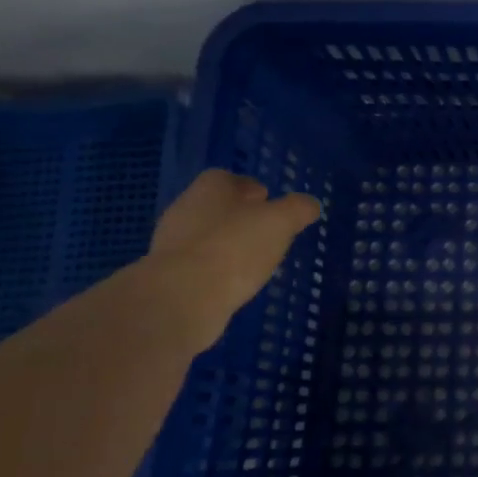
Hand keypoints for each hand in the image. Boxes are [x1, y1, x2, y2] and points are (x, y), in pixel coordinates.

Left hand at [145, 169, 323, 348]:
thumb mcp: (281, 222)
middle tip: (267, 232)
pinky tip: (234, 283)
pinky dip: (217, 270)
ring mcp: (172, 244)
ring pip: (207, 236)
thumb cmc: (235, 247)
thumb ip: (298, 209)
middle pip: (216, 207)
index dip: (250, 188)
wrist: (183, 297)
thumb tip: (309, 204)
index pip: (228, 178)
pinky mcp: (167, 276)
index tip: (270, 203)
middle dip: (240, 217)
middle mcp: (185, 210)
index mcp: (210, 189)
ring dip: (228, 245)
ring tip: (255, 261)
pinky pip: (199, 265)